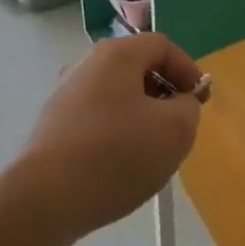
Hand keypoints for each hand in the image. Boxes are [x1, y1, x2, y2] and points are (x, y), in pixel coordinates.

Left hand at [9, 33, 204, 245]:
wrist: (44, 200)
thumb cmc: (116, 155)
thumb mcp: (174, 131)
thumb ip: (188, 108)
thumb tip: (180, 103)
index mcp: (117, 54)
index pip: (163, 45)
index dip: (188, 69)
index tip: (200, 101)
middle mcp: (88, 63)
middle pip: (138, 67)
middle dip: (165, 93)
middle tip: (179, 126)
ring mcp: (66, 94)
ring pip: (117, 94)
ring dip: (141, 115)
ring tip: (151, 150)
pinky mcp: (54, 125)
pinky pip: (97, 117)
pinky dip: (116, 132)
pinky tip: (120, 165)